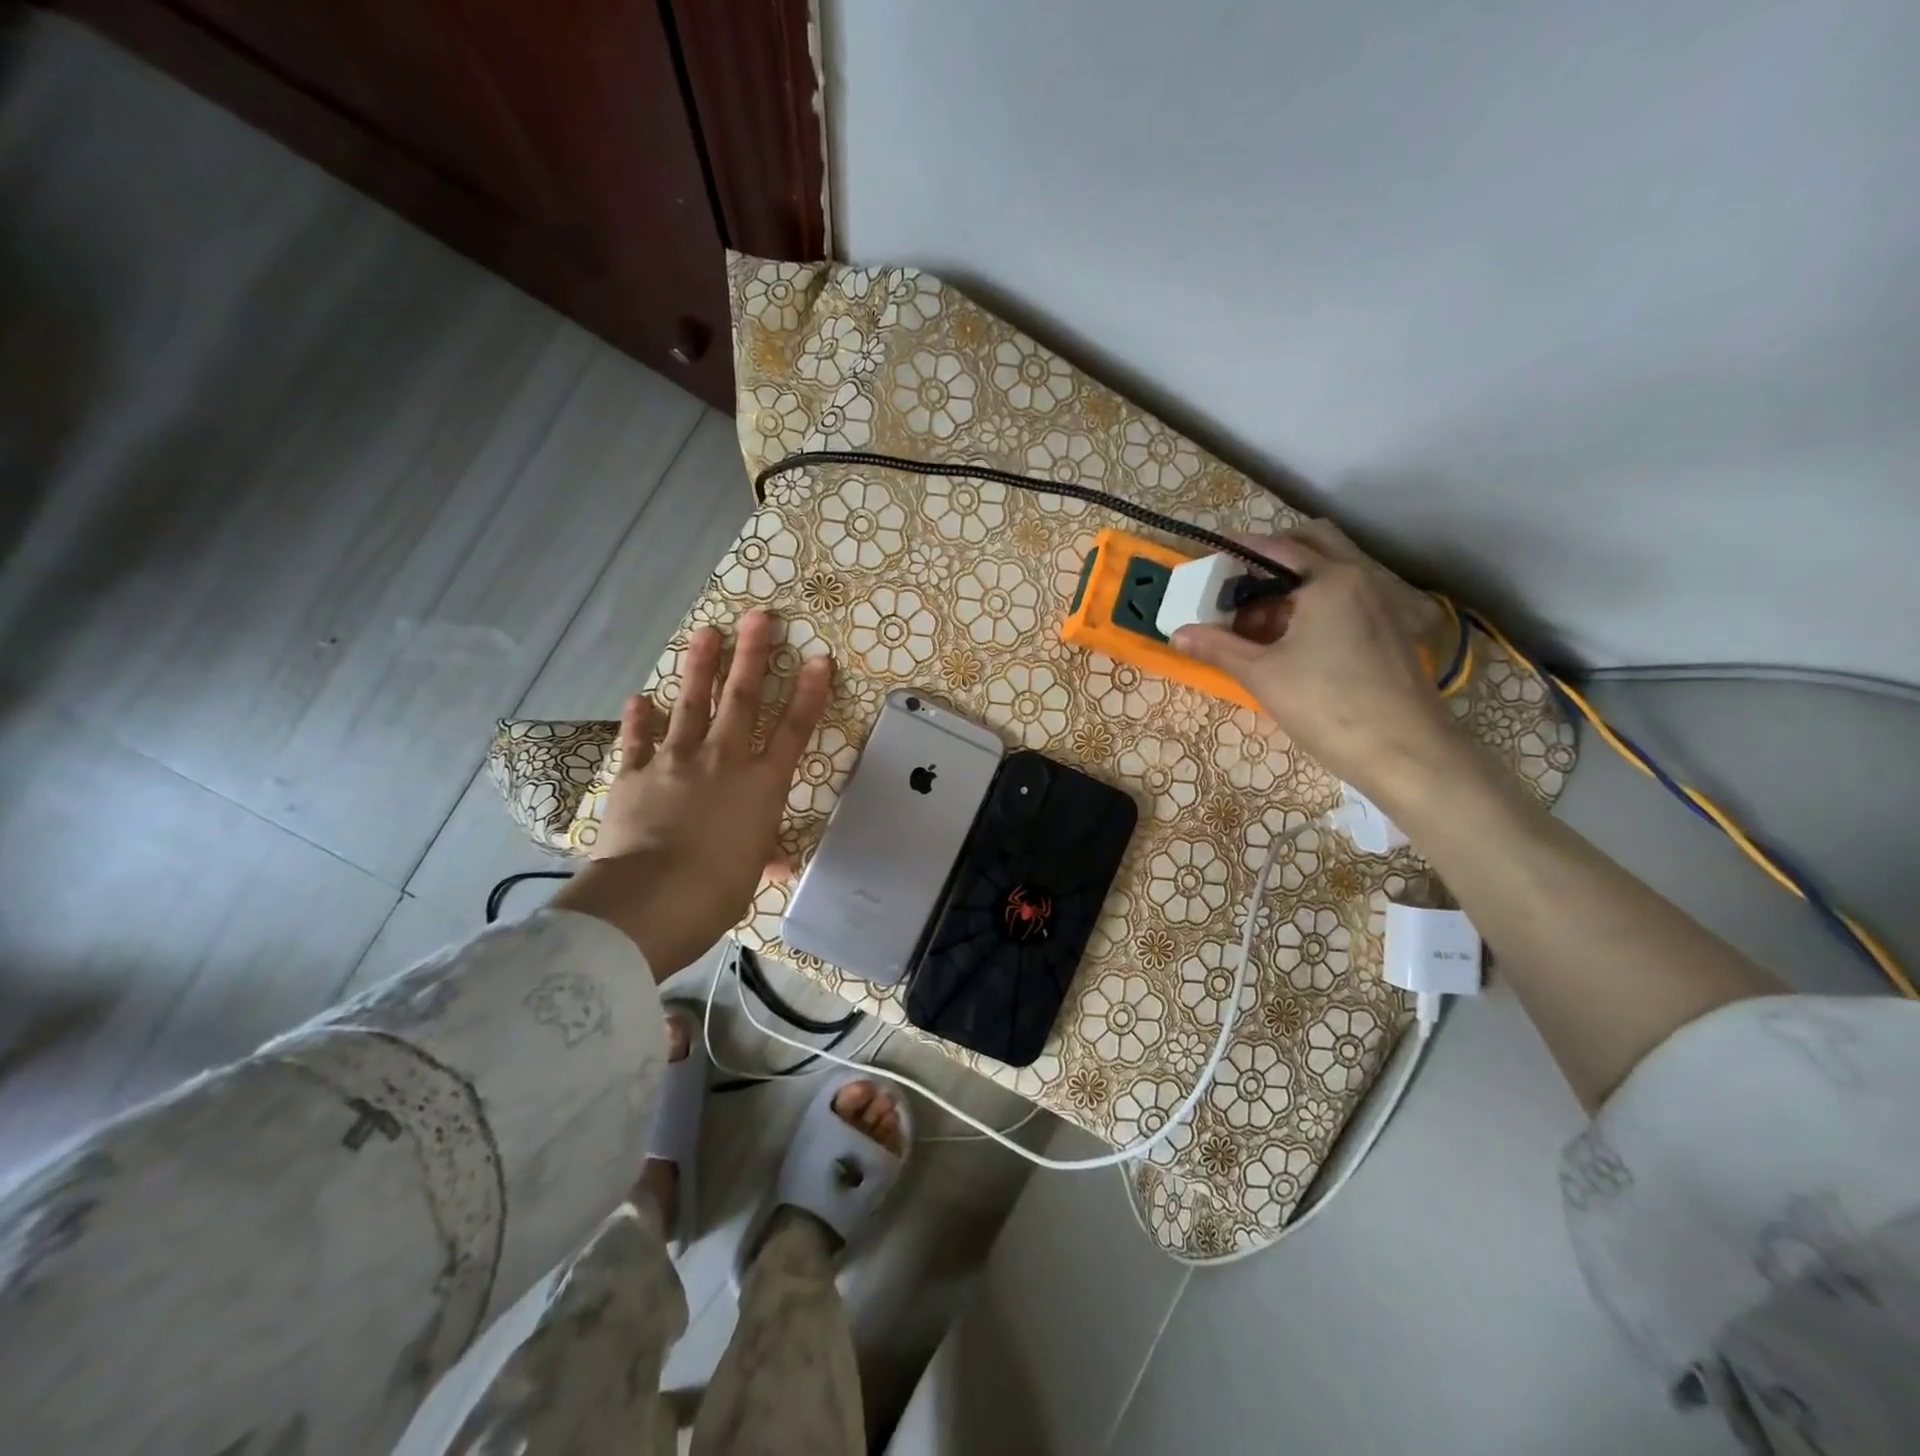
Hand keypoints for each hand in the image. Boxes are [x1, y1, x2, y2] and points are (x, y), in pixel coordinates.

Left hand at [553, 610, 832, 977]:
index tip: (818, 659)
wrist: (653, 898)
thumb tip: (777, 865)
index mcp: (761, 785)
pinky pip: (637, 740)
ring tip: (706, 632)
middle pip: (742, 699)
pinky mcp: (635, 774)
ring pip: (691, 704)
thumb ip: (762, 856)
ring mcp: (676, 761)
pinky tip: (638, 697)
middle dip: (753, 655)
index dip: (808, 693)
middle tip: (759, 617)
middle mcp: (723, 761)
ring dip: (700, 666)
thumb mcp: (750, 874)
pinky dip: (638, 719)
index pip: (793, 731)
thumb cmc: (718, 890)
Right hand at [1171, 520, 1462, 802]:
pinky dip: (1317, 603)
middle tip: (1240, 584)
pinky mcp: (1392, 629)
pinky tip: (1295, 640)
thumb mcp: (1262, 675)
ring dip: (1295, 584)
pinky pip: (1348, 597)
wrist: (1406, 752)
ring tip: (1260, 621)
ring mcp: (1383, 602)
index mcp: (1329, 580)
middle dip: (1273, 558)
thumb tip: (1177, 632)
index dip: (1239, 549)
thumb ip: (1218, 647)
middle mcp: (1361, 578)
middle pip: (1313, 545)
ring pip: (1332, 573)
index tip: (1211, 554)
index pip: (1276, 548)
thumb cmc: (1327, 706)